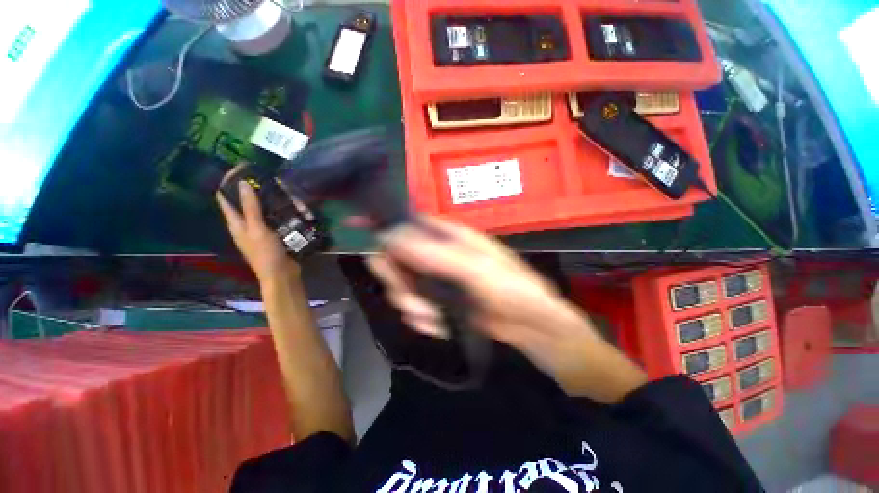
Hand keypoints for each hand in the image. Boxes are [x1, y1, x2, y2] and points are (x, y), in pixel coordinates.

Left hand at [216, 171, 298, 283]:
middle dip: (254, 188)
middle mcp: (246, 224)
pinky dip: (282, 210)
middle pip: (245, 201)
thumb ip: (251, 208)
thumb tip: (242, 183)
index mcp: (236, 223)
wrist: (282, 275)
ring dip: (271, 199)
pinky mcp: (275, 234)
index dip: (229, 181)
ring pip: (263, 208)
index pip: (225, 197)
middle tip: (269, 178)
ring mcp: (261, 229)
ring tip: (284, 190)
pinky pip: (276, 217)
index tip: (243, 168)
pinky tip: (293, 206)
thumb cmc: (266, 254)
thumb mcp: (257, 230)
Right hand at [369, 218, 598, 373]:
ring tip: (433, 316)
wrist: (531, 326)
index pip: (409, 222)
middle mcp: (439, 255)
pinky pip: (416, 308)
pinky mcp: (439, 303)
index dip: (384, 222)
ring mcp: (437, 280)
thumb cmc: (511, 289)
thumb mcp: (476, 269)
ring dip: (411, 303)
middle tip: (410, 294)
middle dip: (396, 277)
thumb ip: (436, 254)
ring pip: (403, 286)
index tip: (356, 223)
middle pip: (398, 257)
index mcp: (449, 237)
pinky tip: (440, 325)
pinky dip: (423, 319)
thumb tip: (393, 236)